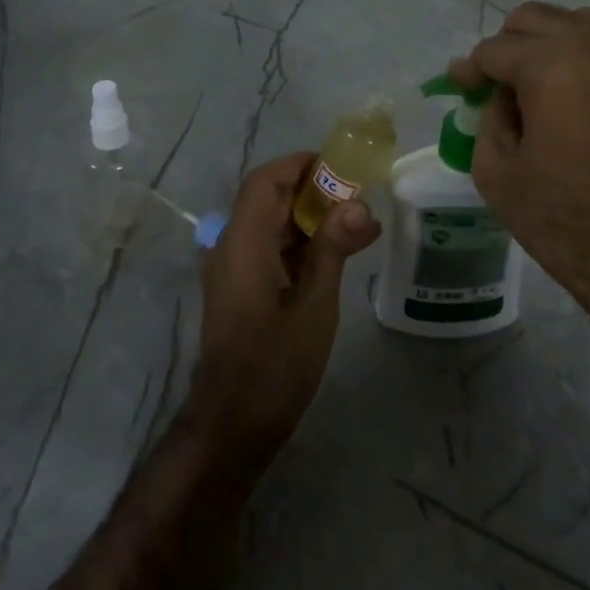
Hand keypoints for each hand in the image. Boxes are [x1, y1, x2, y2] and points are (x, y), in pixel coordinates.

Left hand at [185, 152, 381, 464]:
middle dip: (310, 190)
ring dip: (307, 217)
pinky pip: (267, 248)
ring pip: (268, 224)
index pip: (264, 181)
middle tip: (358, 195)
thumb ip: (333, 250)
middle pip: (266, 199)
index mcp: (243, 244)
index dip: (299, 165)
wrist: (233, 425)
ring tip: (355, 222)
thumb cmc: (274, 366)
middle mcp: (231, 248)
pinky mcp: (239, 288)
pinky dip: (298, 243)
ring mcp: (232, 269)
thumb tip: (359, 205)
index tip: (340, 166)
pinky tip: (334, 254)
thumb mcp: (314, 306)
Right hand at [450, 3, 589, 330]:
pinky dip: (578, 56)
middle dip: (505, 45)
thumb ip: (488, 118)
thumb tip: (498, 95)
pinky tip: (567, 91)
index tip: (458, 87)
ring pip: (575, 23)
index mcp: (551, 66)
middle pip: (534, 19)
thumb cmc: (563, 218)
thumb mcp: (496, 172)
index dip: (469, 69)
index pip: (494, 49)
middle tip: (492, 83)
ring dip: (545, 42)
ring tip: (531, 81)